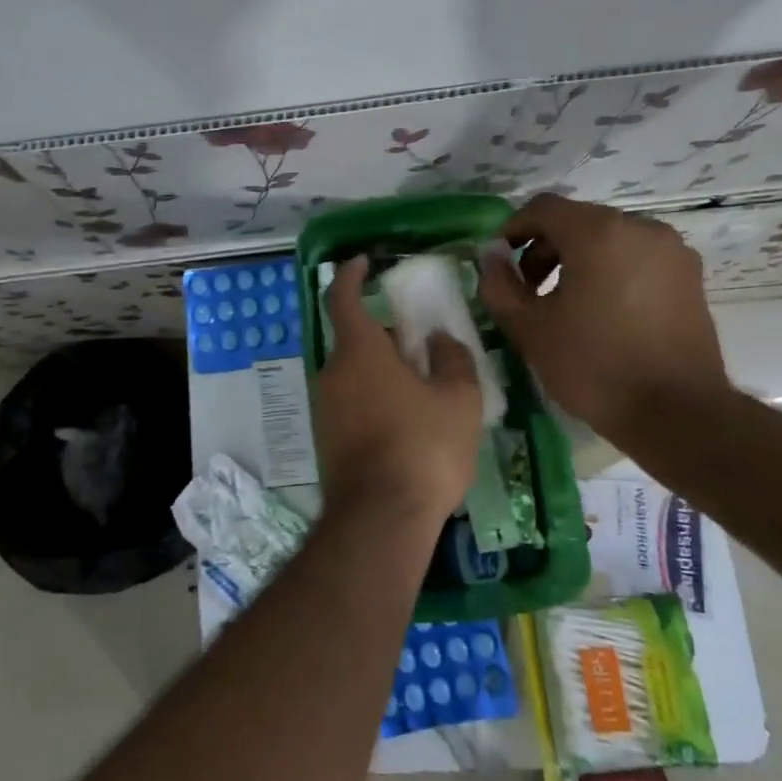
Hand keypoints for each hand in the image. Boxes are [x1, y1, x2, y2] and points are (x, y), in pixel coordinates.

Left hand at [312, 256, 482, 529]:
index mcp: (358, 352)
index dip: (351, 275)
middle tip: (417, 343)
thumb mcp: (458, 399)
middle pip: (352, 339)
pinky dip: (372, 398)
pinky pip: (349, 402)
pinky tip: (404, 422)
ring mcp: (323, 407)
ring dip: (379, 370)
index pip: (343, 297)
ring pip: (352, 373)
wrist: (381, 518)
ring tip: (420, 388)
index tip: (363, 262)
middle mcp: (331, 372)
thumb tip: (439, 339)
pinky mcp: (325, 438)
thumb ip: (452, 359)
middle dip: (381, 335)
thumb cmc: (423, 448)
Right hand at [479, 195, 731, 451]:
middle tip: (527, 291)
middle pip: (577, 221)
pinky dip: (609, 272)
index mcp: (598, 232)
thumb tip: (491, 258)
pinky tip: (600, 313)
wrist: (678, 414)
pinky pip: (635, 259)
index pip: (543, 208)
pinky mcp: (689, 277)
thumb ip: (499, 285)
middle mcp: (640, 228)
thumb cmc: (594, 366)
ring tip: (562, 305)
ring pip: (608, 239)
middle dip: (544, 249)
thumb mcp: (529, 328)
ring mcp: (671, 251)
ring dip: (576, 261)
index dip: (512, 229)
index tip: (498, 263)